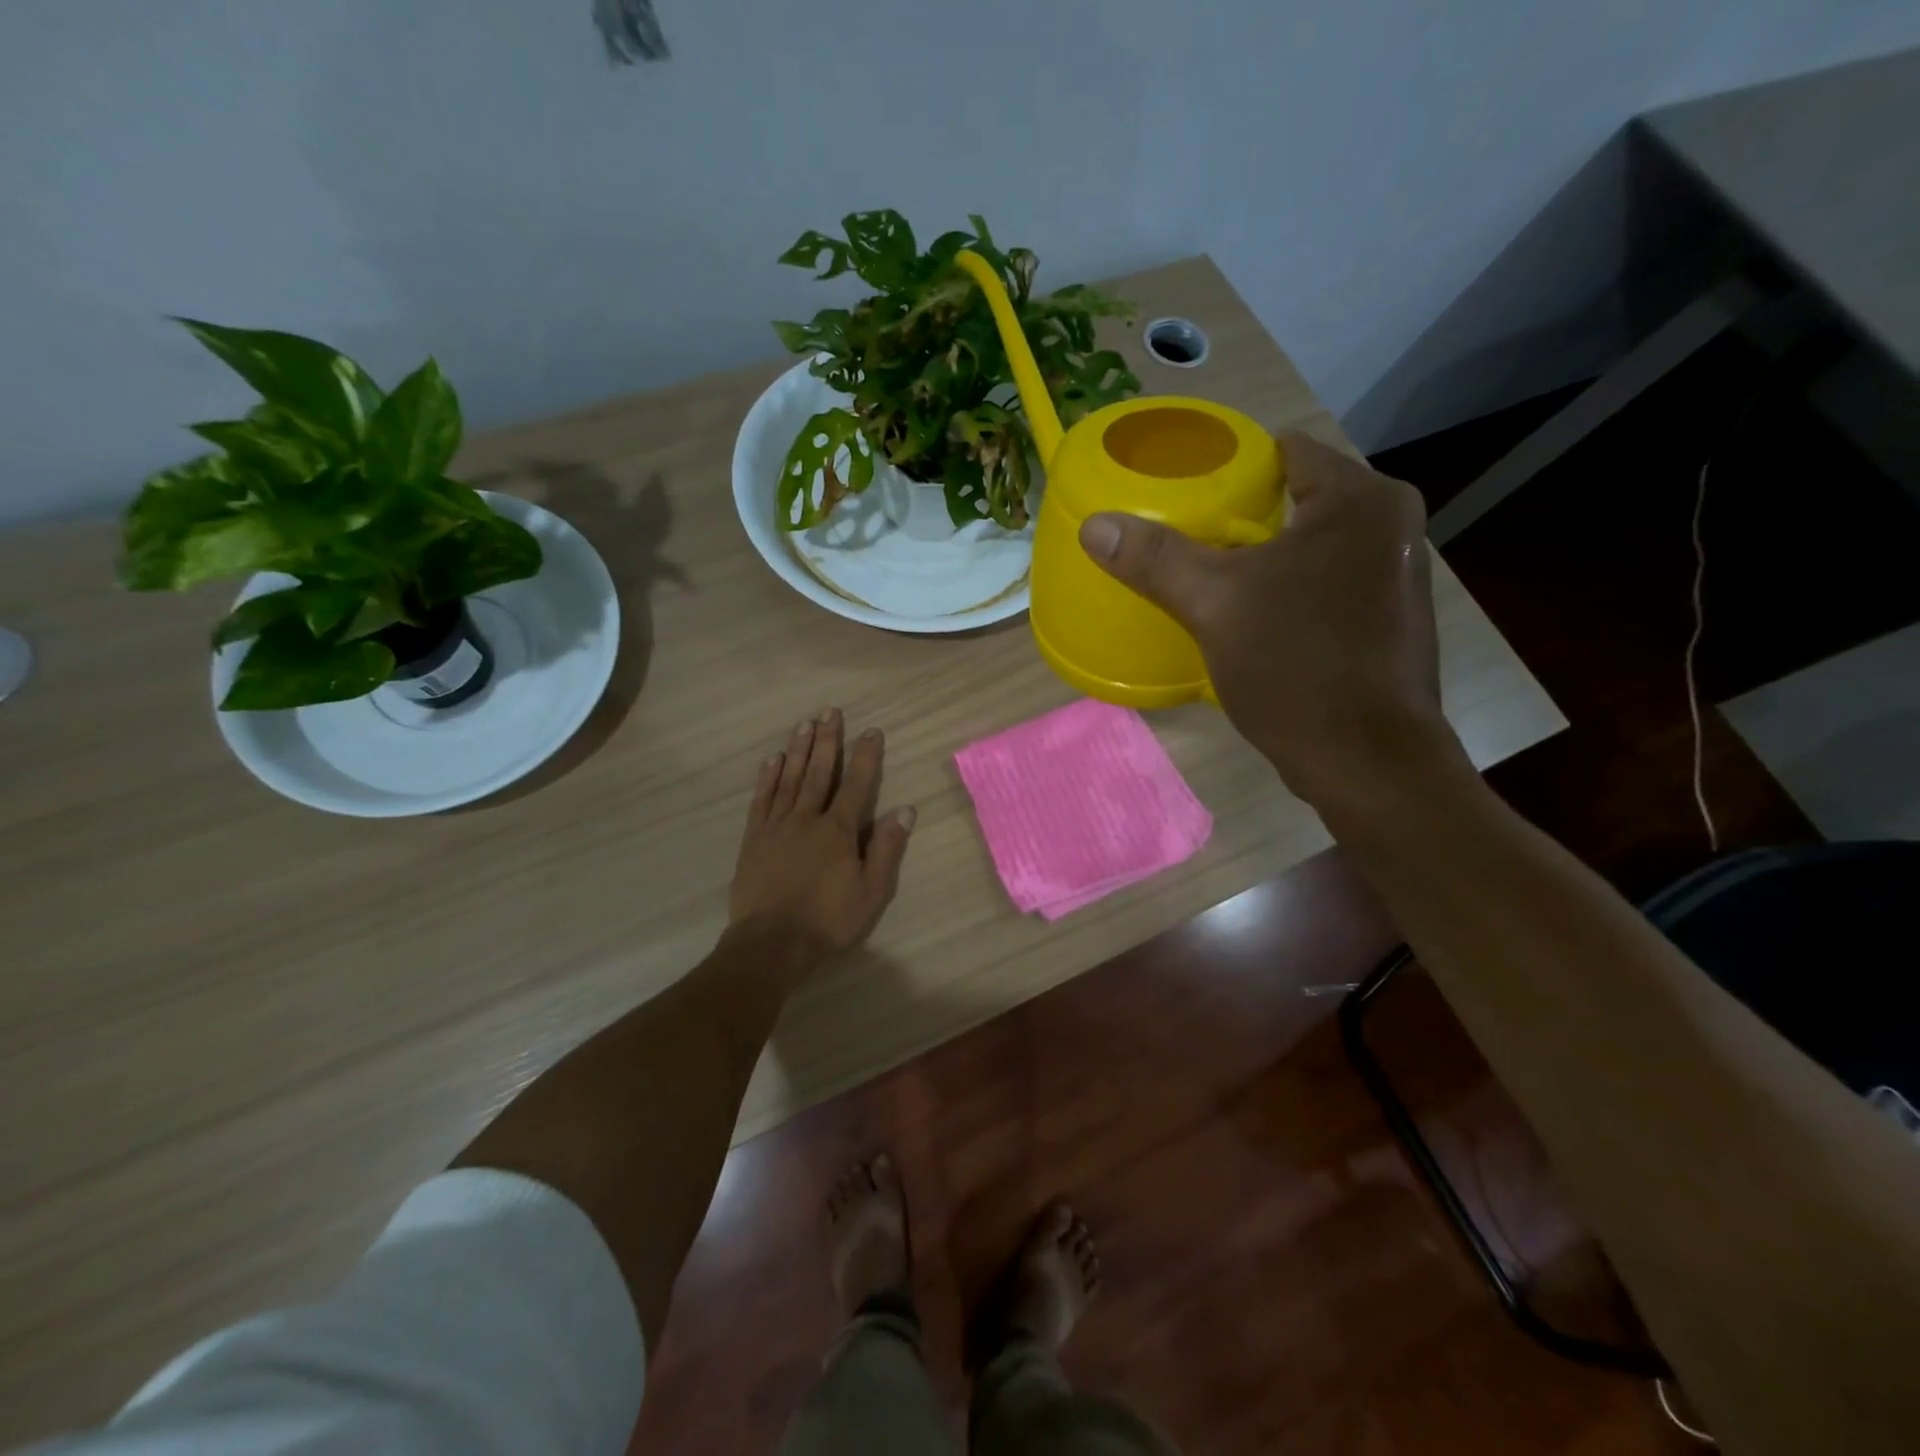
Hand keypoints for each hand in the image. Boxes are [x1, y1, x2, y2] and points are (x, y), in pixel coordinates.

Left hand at [729, 707, 914, 962]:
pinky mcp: (754, 838)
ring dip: (798, 750)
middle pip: (819, 771)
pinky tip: (773, 760)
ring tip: (804, 724)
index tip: (871, 730)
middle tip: (830, 711)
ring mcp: (777, 826)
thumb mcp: (871, 890)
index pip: (857, 784)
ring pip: (790, 779)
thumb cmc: (828, 919)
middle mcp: (807, 818)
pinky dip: (768, 777)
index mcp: (838, 830)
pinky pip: (762, 799)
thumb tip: (904, 809)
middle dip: (827, 740)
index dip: (866, 756)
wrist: (772, 942)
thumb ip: (886, 848)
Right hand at [1079, 433, 1466, 811]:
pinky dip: (1296, 584)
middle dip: (1246, 514)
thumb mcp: (1213, 605)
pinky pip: (1331, 577)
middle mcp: (1392, 522)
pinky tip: (1261, 615)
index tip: (1189, 493)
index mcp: (1359, 499)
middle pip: (1300, 497)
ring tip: (1217, 575)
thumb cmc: (1296, 666)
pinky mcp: (1393, 615)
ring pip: (1316, 541)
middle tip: (1191, 539)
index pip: (1286, 451)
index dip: (1232, 467)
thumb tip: (1094, 524)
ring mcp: (1400, 570)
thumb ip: (1155, 558)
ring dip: (1271, 553)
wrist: (1367, 760)